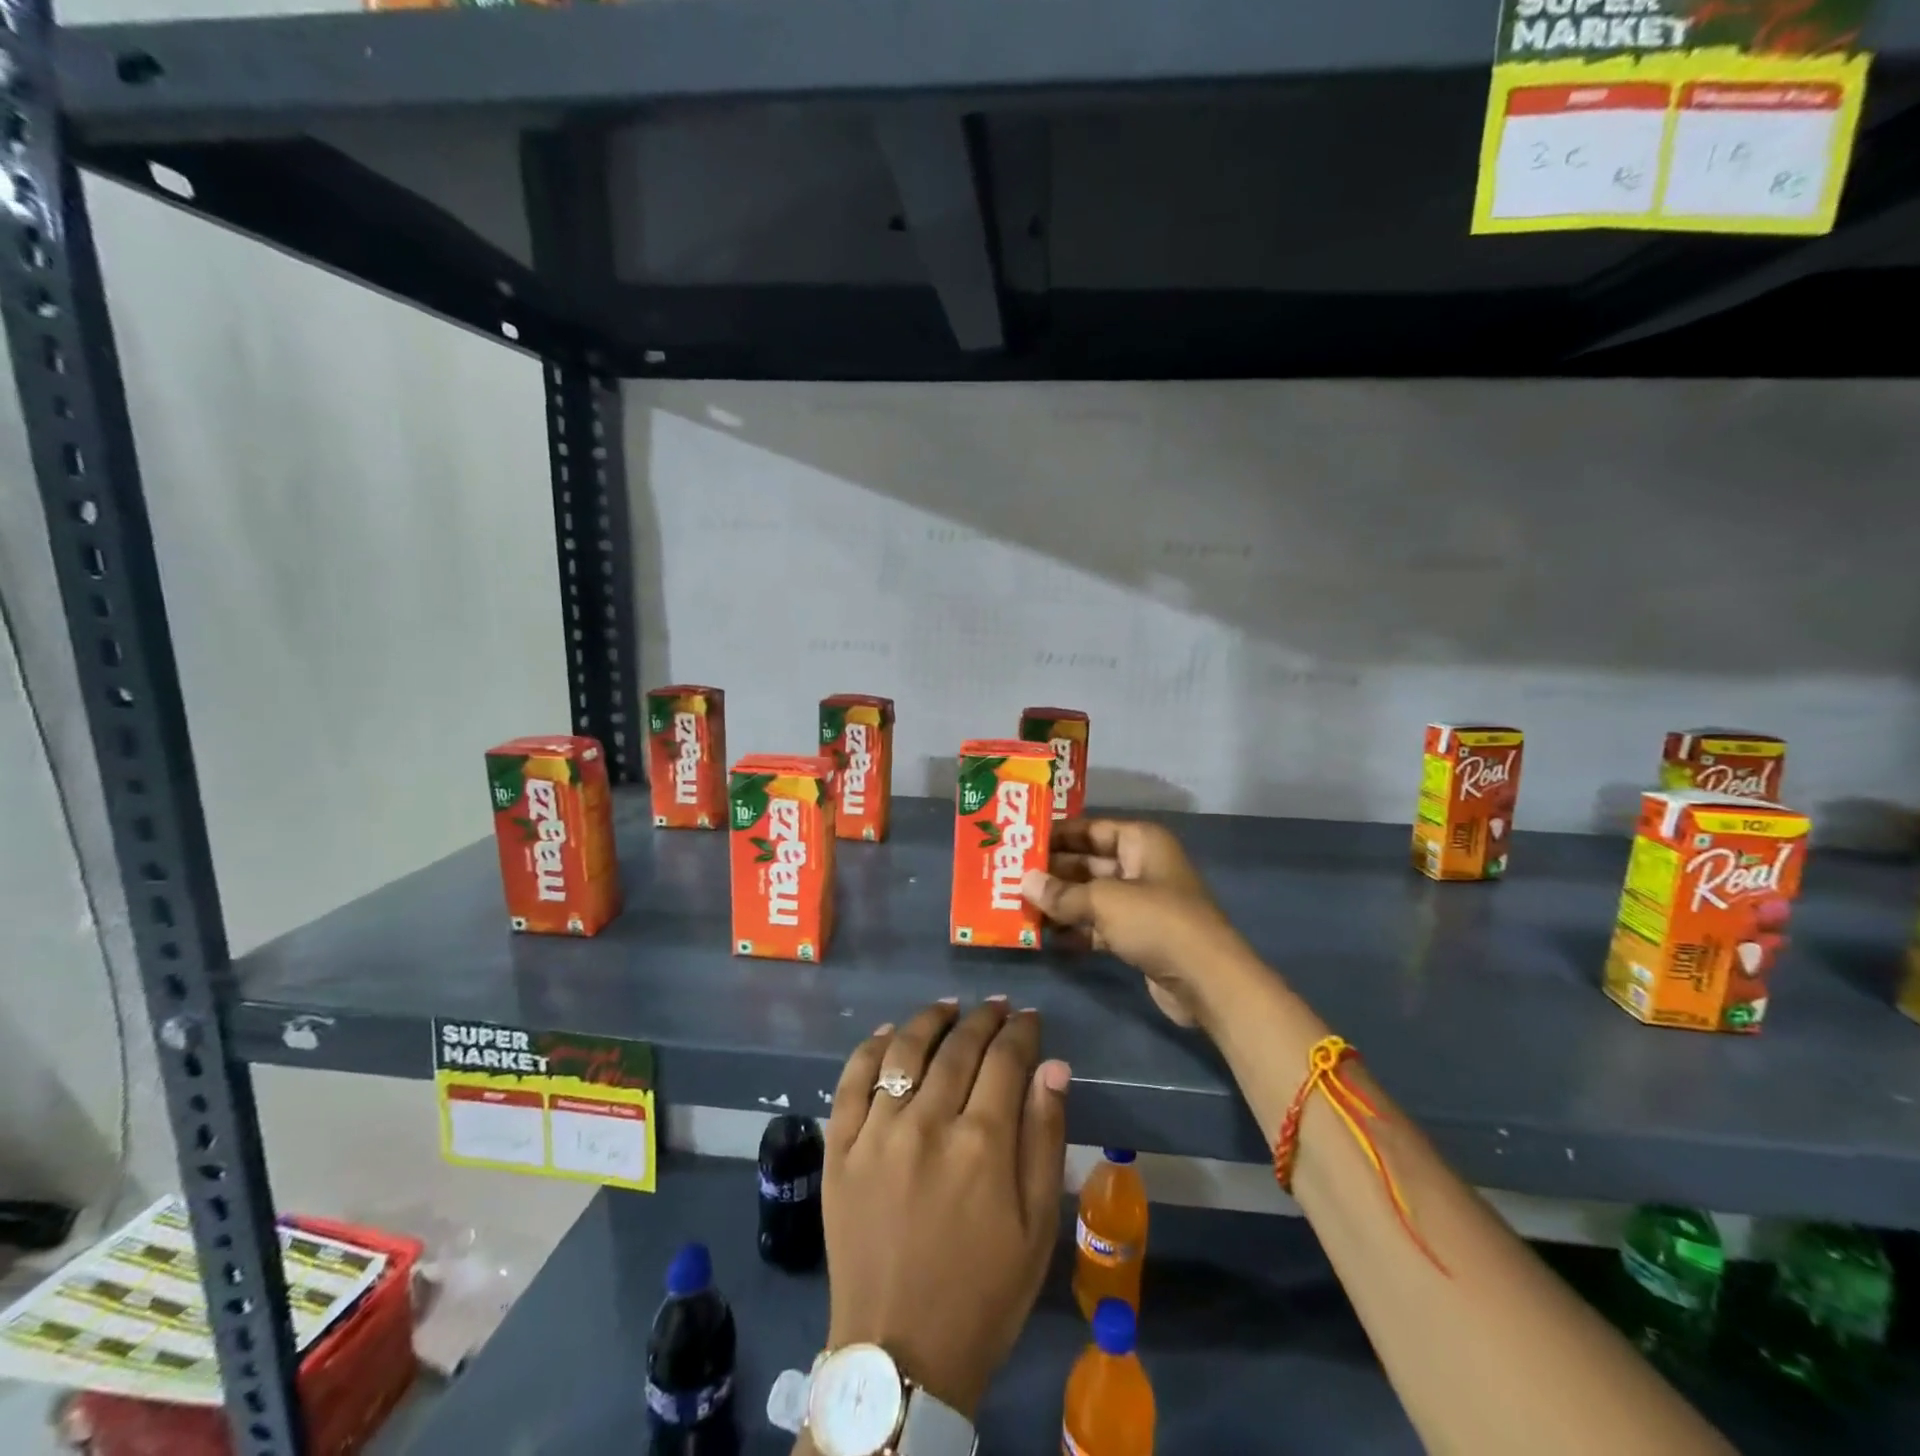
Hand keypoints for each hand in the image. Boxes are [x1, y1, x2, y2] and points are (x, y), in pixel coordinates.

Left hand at [822, 999, 1070, 1418]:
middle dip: (982, 1020)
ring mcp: (876, 1133)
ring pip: (905, 1051)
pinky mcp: (839, 1149)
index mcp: (982, 1144)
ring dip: (931, 1020)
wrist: (900, 1356)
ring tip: (948, 1008)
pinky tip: (890, 1033)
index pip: (1005, 1059)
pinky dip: (872, 1047)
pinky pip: (852, 1080)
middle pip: (957, 1047)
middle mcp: (927, 1124)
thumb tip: (1053, 1066)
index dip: (1020, 1031)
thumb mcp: (1037, 1226)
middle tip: (996, 1008)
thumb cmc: (983, 1293)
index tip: (1029, 1018)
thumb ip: (1045, 1137)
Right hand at [1021, 817, 1252, 1027]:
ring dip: (1060, 903)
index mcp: (1141, 842)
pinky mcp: (1138, 935)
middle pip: (1088, 862)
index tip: (1021, 841)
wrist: (1207, 981)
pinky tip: (1043, 937)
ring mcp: (1140, 903)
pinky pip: (1098, 925)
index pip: (1091, 828)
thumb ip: (1061, 892)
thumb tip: (1024, 882)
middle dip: (1053, 872)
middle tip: (1009, 876)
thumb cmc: (1157, 922)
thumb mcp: (1104, 901)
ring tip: (1017, 907)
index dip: (1057, 834)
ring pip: (1090, 896)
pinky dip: (1075, 930)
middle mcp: (1141, 866)